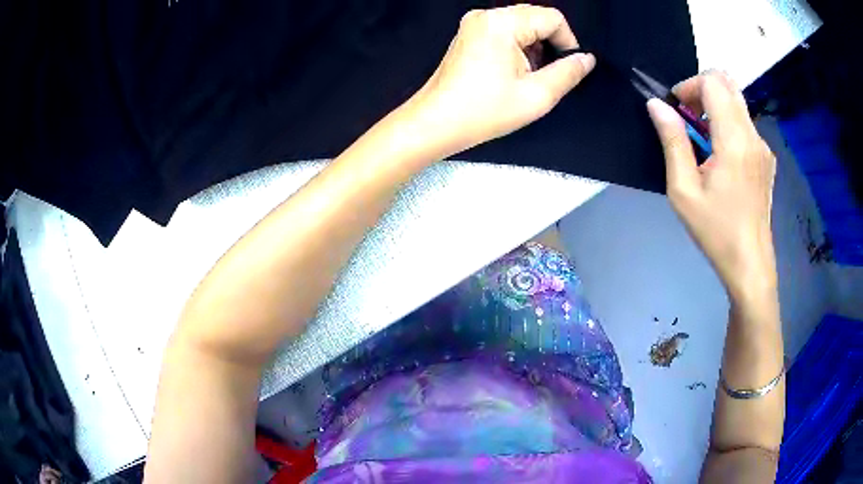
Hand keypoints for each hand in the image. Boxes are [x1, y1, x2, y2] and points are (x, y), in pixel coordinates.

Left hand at [407, 5, 594, 154]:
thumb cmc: (485, 111)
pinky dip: (517, 49)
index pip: (552, 17)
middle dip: (549, 45)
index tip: (565, 69)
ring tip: (525, 78)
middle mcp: (486, 15)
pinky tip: (511, 73)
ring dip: (533, 49)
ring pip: (522, 25)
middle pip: (536, 18)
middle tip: (544, 76)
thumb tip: (586, 59)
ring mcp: (474, 23)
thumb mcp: (536, 95)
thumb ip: (568, 73)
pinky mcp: (468, 34)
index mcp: (502, 23)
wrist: (435, 123)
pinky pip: (505, 32)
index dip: (567, 41)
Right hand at [647, 72, 776, 299]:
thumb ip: (672, 141)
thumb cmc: (715, 230)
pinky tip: (720, 155)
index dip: (689, 86)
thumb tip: (656, 105)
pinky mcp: (766, 157)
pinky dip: (727, 123)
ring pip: (737, 102)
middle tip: (687, 117)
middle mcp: (753, 135)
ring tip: (702, 140)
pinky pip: (744, 123)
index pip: (712, 83)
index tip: (676, 109)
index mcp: (733, 140)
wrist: (750, 263)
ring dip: (714, 107)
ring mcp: (762, 146)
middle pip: (728, 84)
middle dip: (702, 89)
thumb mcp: (683, 190)